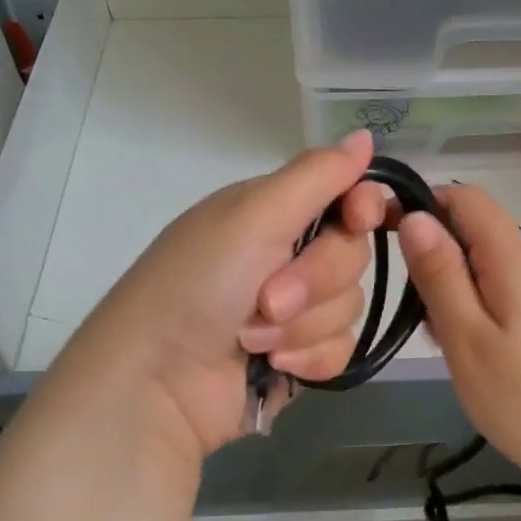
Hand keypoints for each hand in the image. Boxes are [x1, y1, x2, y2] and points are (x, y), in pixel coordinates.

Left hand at [58, 131, 386, 464]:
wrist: (156, 385)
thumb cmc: (197, 286)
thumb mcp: (252, 216)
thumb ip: (317, 175)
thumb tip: (365, 135)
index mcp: (274, 211)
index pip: (348, 196)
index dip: (363, 208)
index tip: (356, 219)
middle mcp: (287, 255)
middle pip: (353, 255)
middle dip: (315, 281)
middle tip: (267, 298)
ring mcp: (295, 310)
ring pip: (350, 306)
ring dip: (303, 326)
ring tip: (253, 338)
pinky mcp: (299, 356)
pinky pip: (341, 349)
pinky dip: (308, 359)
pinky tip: (273, 367)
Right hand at [396, 185, 520, 490]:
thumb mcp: (467, 338)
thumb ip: (439, 274)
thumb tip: (416, 216)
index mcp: (514, 256)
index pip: (466, 197)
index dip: (424, 204)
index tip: (388, 237)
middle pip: (475, 230)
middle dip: (436, 257)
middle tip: (418, 312)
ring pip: (488, 264)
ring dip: (454, 287)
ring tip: (443, 340)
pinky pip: (506, 291)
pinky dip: (478, 307)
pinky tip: (473, 352)